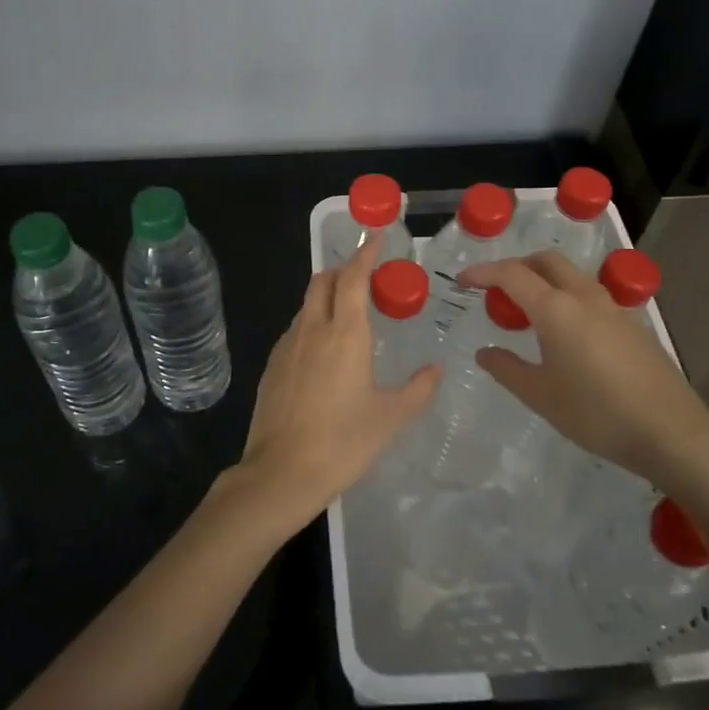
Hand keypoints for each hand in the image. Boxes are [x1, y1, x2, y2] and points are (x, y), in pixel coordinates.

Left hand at [231, 234, 440, 536]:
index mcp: (345, 334)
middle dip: (343, 270)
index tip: (377, 236)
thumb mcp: (390, 418)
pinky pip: (295, 330)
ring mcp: (287, 347)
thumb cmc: (342, 443)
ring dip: (326, 297)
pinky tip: (324, 351)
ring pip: (306, 305)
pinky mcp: (272, 366)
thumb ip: (418, 389)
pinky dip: (312, 323)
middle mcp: (312, 330)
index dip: (366, 253)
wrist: (280, 474)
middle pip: (322, 281)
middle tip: (367, 278)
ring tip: (349, 314)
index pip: (353, 278)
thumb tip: (436, 369)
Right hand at [457, 251, 708, 497]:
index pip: (511, 275)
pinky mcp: (632, 324)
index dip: (483, 273)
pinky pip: (589, 295)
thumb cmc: (596, 413)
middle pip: (546, 261)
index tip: (463, 281)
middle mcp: (584, 297)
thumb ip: (507, 369)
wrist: (670, 431)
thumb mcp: (541, 396)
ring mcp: (613, 308)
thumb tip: (485, 352)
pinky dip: (566, 297)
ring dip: (544, 280)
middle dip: (517, 266)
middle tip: (496, 290)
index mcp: (556, 309)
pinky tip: (564, 333)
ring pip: (571, 276)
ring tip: (527, 311)